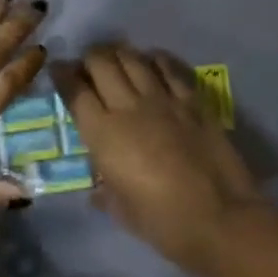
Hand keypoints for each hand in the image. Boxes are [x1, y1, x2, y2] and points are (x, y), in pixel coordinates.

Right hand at [55, 44, 267, 274]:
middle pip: (102, 63)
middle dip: (89, 58)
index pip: (75, 91)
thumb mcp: (119, 209)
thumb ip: (104, 190)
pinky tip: (152, 62)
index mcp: (103, 133)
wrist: (219, 218)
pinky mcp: (192, 101)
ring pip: (133, 59)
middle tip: (88, 65)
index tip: (58, 69)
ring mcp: (163, 99)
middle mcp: (128, 107)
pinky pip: (169, 68)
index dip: (63, 74)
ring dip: (119, 54)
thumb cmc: (161, 222)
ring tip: (116, 58)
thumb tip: (99, 186)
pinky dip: (156, 60)